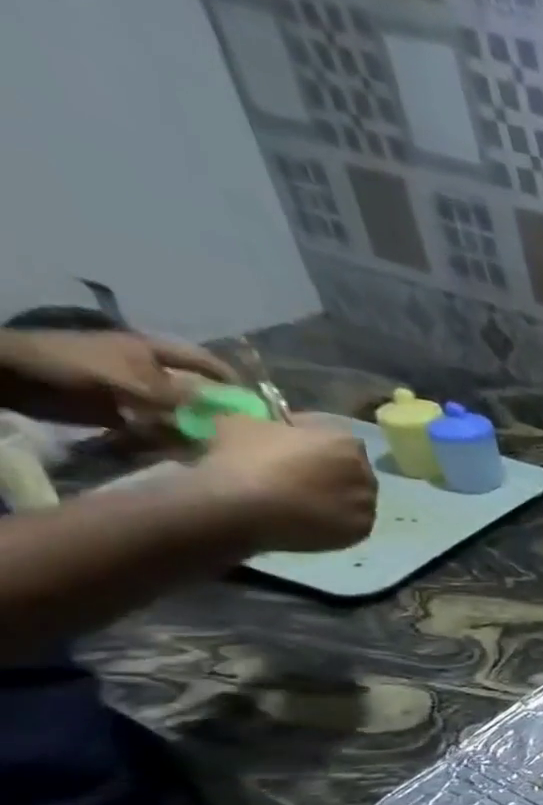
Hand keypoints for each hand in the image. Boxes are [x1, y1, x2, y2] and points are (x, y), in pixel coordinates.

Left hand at [0, 329, 236, 428]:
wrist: (15, 378)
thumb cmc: (78, 368)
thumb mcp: (138, 383)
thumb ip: (184, 400)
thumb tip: (228, 418)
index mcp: (155, 352)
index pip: (205, 362)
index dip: (231, 380)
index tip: (256, 404)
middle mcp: (151, 370)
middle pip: (196, 391)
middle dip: (216, 412)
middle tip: (241, 434)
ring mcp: (135, 391)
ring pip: (179, 412)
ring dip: (193, 430)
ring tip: (213, 448)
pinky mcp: (122, 411)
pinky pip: (157, 427)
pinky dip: (170, 440)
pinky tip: (183, 452)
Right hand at [194, 414, 377, 552]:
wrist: (239, 505)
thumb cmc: (243, 458)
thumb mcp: (246, 423)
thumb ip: (273, 424)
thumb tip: (275, 430)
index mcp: (346, 444)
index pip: (337, 439)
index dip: (315, 442)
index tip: (294, 447)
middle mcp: (366, 475)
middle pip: (352, 472)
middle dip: (331, 472)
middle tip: (300, 477)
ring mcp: (366, 505)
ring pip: (354, 499)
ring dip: (336, 498)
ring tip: (304, 501)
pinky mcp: (360, 531)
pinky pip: (350, 523)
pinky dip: (335, 522)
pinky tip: (311, 520)